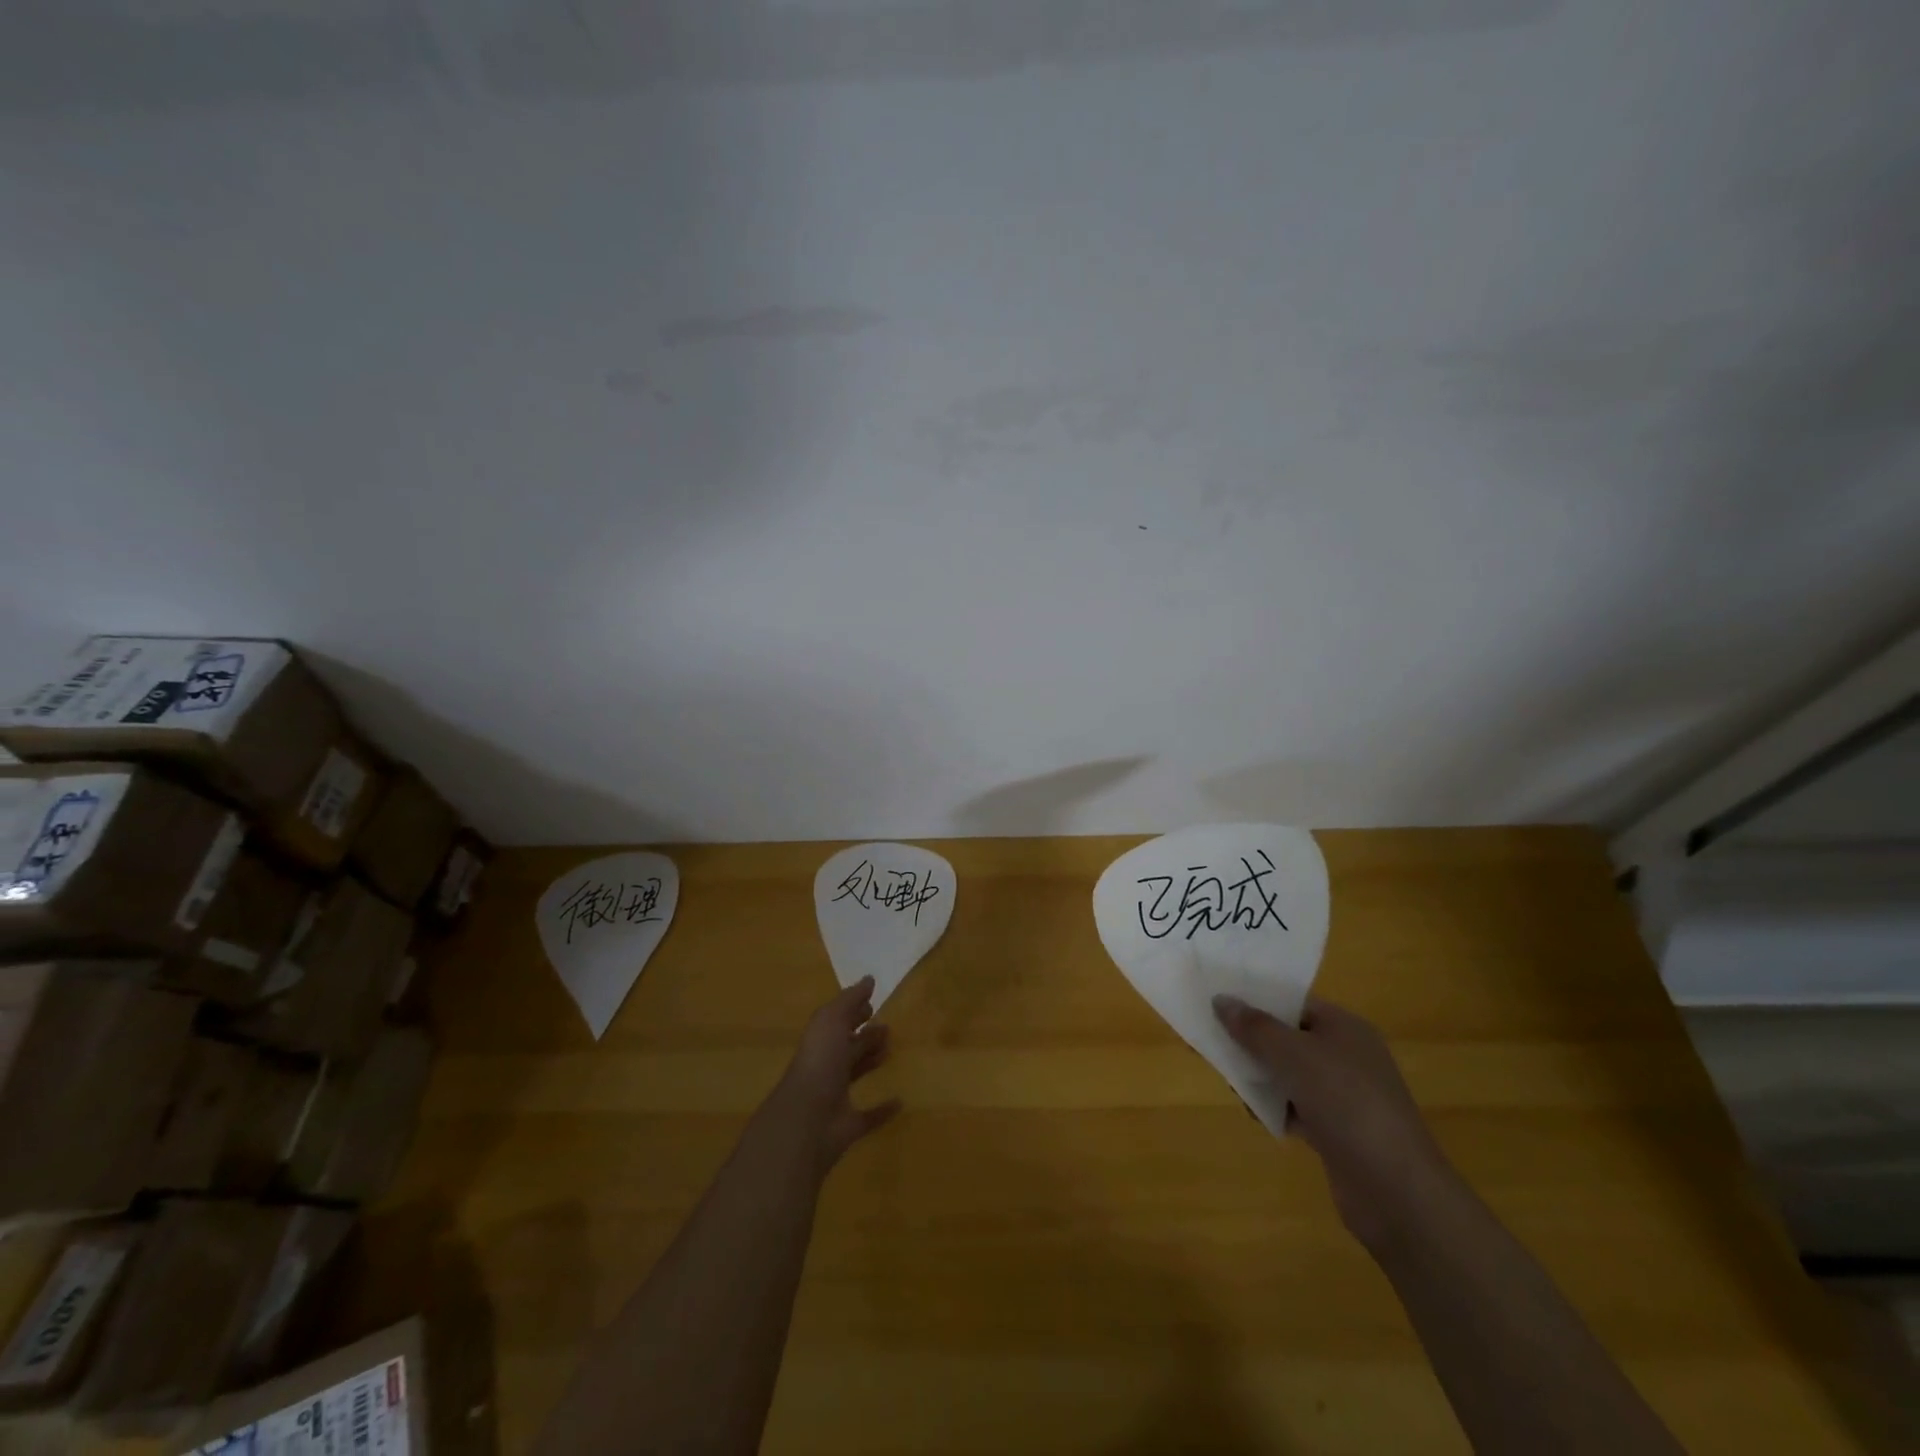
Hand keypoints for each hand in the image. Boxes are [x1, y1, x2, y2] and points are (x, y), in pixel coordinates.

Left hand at [769, 977, 900, 1174]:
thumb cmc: (820, 1062)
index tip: (872, 1005)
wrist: (807, 1119)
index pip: (837, 1022)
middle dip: (865, 1036)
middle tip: (888, 1029)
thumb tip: (869, 979)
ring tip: (891, 1052)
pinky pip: (868, 1116)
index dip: (853, 1012)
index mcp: (820, 1041)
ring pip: (855, 1074)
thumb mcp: (831, 1020)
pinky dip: (882, 1110)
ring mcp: (835, 1097)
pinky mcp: (849, 1125)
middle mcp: (826, 1066)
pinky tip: (900, 1102)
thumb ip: (850, 1000)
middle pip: (847, 1047)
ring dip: (871, 1062)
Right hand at [1214, 994, 1457, 1249]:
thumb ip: (1254, 1027)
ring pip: (1290, 1075)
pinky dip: (1276, 1109)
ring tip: (1230, 1081)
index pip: (1294, 1003)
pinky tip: (1254, 1114)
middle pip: (1289, 1038)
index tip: (1218, 1002)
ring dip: (1261, 1077)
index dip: (1257, 1000)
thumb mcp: (1293, 1055)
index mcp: (1345, 1028)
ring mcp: (1345, 1097)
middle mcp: (1347, 1056)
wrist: (1396, 1191)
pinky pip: (1297, 1107)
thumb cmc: (1345, 1103)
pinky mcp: (1339, 1132)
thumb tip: (1220, 1000)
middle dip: (1253, 1041)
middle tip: (1214, 1043)